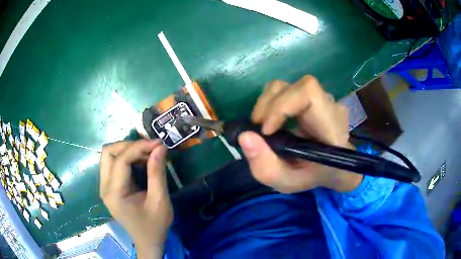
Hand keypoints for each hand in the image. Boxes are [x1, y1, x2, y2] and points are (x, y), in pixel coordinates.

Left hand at [100, 139, 171, 257]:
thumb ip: (157, 173)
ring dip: (126, 150)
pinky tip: (139, 162)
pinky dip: (125, 157)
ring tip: (146, 154)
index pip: (121, 160)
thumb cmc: (155, 225)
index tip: (158, 144)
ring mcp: (104, 186)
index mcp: (114, 193)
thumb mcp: (160, 201)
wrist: (147, 241)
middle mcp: (104, 187)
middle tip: (149, 149)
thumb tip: (160, 147)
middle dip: (129, 146)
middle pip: (108, 152)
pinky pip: (112, 163)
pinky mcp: (109, 187)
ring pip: (108, 155)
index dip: (138, 147)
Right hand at [238, 75, 362, 193]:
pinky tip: (272, 120)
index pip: (309, 93)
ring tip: (263, 125)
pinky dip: (272, 102)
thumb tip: (245, 136)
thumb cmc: (312, 176)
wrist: (332, 168)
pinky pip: (288, 90)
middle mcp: (330, 106)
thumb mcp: (287, 181)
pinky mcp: (313, 96)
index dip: (282, 106)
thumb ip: (266, 167)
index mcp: (332, 127)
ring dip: (268, 102)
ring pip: (289, 85)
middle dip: (269, 104)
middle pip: (296, 87)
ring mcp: (322, 98)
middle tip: (259, 129)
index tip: (266, 131)